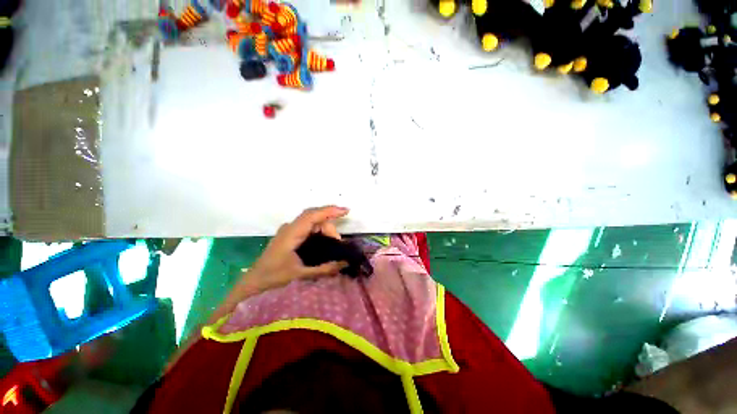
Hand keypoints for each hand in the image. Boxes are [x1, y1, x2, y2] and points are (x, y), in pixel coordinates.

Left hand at [245, 206, 349, 291]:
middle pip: (314, 218)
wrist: (253, 284)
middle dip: (329, 226)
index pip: (312, 215)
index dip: (330, 211)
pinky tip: (325, 241)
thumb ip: (324, 269)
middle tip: (338, 244)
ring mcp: (289, 230)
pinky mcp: (290, 235)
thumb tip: (345, 263)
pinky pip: (308, 227)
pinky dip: (319, 231)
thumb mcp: (301, 275)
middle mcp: (290, 228)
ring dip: (325, 229)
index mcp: (291, 233)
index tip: (346, 211)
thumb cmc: (274, 278)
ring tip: (333, 245)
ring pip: (312, 222)